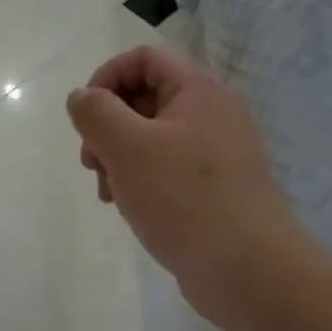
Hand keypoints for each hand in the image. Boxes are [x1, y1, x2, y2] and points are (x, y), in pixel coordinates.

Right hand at [67, 45, 295, 317]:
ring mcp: (217, 153)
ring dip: (119, 158)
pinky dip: (142, 181)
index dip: (106, 78)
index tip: (86, 118)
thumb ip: (96, 113)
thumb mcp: (128, 147)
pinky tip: (131, 209)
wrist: (250, 271)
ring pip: (152, 138)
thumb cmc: (184, 199)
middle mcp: (212, 114)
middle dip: (108, 126)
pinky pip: (168, 169)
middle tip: (92, 163)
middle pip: (144, 98)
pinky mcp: (216, 188)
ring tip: (108, 193)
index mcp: (198, 91)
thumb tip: (81, 97)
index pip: (143, 59)